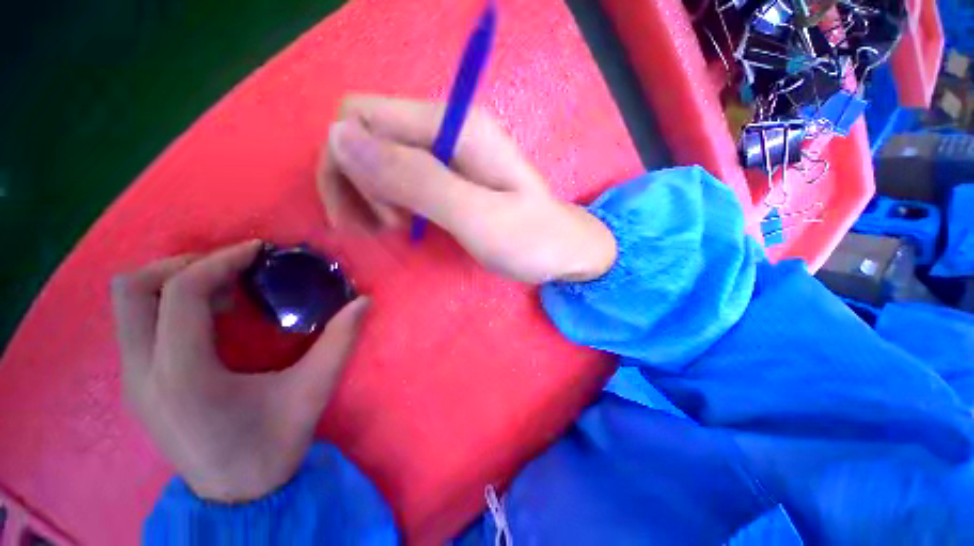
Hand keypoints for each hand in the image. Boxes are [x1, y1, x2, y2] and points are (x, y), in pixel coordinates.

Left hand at [112, 241, 369, 501]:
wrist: (237, 497)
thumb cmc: (273, 445)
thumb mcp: (314, 390)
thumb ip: (341, 341)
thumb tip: (364, 302)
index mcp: (184, 375)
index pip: (182, 293)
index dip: (220, 260)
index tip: (257, 250)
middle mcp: (143, 373)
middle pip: (132, 288)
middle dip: (183, 264)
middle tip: (231, 268)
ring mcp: (132, 380)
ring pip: (127, 305)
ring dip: (172, 282)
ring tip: (221, 291)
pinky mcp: (135, 385)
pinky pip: (136, 325)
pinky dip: (167, 306)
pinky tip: (209, 321)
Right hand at [318, 96, 616, 283]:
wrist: (563, 249)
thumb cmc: (530, 240)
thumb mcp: (478, 218)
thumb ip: (417, 180)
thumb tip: (339, 137)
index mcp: (454, 126)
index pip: (361, 116)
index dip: (350, 165)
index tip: (381, 218)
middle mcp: (445, 126)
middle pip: (363, 134)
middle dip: (357, 183)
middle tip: (387, 228)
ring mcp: (446, 150)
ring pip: (375, 156)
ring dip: (368, 194)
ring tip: (391, 229)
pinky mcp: (447, 173)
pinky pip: (396, 175)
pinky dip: (385, 199)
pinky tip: (399, 223)